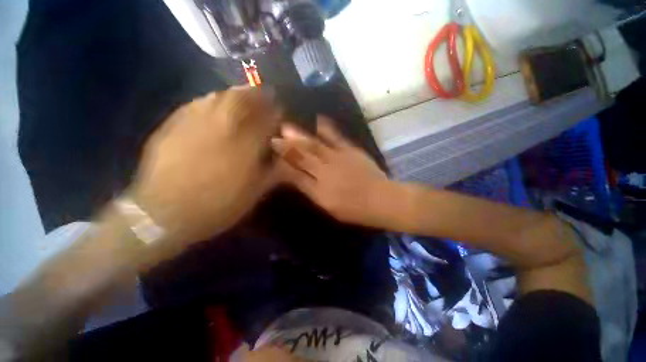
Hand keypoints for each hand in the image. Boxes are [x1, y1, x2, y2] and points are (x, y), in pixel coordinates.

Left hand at [131, 88, 280, 243]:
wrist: (164, 212)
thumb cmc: (219, 204)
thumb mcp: (256, 191)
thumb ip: (274, 170)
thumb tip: (285, 157)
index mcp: (247, 142)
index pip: (269, 116)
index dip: (277, 112)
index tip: (280, 113)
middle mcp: (224, 124)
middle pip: (245, 96)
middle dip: (258, 95)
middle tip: (264, 99)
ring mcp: (197, 119)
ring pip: (222, 94)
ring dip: (237, 95)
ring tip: (243, 100)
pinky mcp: (176, 121)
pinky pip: (200, 102)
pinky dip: (214, 101)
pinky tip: (216, 109)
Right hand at [272, 116, 389, 225]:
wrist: (382, 199)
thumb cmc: (355, 210)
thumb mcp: (330, 208)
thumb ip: (313, 193)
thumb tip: (298, 180)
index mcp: (319, 192)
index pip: (295, 177)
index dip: (282, 167)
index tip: (272, 158)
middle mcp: (325, 174)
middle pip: (302, 159)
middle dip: (286, 148)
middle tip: (273, 138)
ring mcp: (339, 160)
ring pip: (315, 147)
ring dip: (300, 137)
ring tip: (286, 127)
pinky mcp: (351, 151)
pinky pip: (336, 138)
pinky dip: (327, 129)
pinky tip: (318, 120)